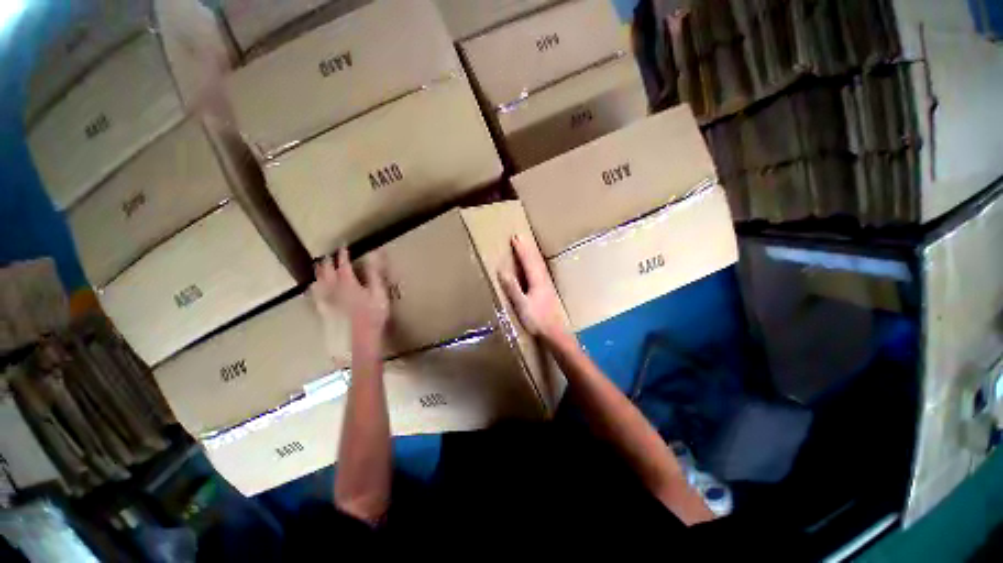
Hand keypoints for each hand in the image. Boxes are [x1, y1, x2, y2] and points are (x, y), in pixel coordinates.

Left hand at [311, 247, 389, 341]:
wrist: (361, 336)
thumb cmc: (373, 314)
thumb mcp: (379, 292)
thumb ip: (374, 273)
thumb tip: (374, 255)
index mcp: (348, 282)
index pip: (344, 264)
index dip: (343, 254)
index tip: (343, 246)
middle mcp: (334, 288)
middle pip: (327, 271)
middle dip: (327, 262)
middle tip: (327, 255)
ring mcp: (328, 300)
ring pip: (319, 282)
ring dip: (319, 272)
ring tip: (318, 266)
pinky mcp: (326, 310)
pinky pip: (316, 296)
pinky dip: (314, 288)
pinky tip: (313, 288)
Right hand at [498, 234, 567, 343]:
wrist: (554, 332)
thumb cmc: (537, 319)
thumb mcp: (521, 304)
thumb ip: (513, 288)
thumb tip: (502, 271)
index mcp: (536, 280)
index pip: (527, 260)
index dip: (521, 249)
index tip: (515, 237)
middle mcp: (543, 279)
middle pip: (535, 259)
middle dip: (527, 247)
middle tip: (520, 236)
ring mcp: (547, 284)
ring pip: (539, 264)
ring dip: (532, 253)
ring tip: (527, 246)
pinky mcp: (547, 290)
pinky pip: (541, 270)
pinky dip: (536, 262)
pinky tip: (536, 265)